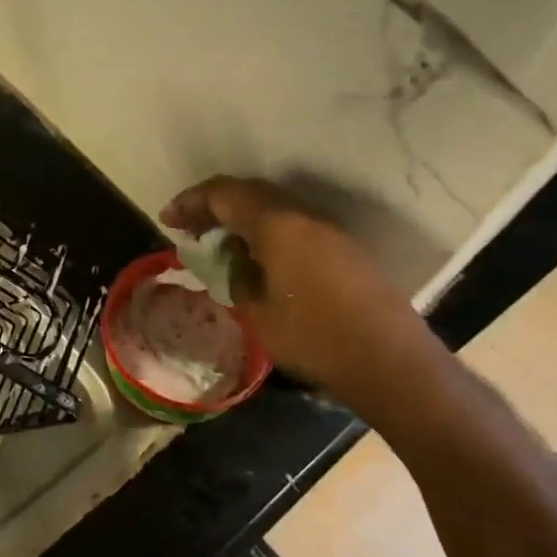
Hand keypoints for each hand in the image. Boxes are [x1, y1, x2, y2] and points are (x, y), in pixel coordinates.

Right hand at [160, 176, 444, 414]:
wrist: (390, 362)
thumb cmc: (314, 337)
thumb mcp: (257, 311)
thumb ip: (237, 275)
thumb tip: (234, 258)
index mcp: (277, 223)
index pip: (223, 194)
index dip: (191, 202)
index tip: (167, 220)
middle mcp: (303, 215)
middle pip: (249, 193)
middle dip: (213, 206)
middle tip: (188, 228)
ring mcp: (328, 229)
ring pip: (273, 207)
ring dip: (241, 218)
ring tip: (218, 244)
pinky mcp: (343, 248)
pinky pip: (293, 224)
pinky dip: (265, 231)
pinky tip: (257, 259)